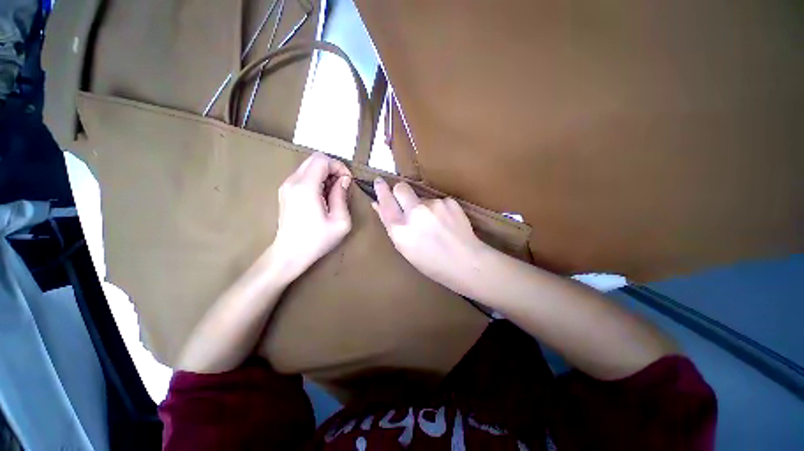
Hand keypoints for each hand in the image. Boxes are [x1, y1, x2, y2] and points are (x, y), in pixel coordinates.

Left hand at [270, 152, 352, 279]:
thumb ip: (342, 196)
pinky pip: (303, 175)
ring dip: (324, 173)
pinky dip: (316, 179)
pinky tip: (322, 196)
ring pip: (308, 166)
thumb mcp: (340, 221)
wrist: (289, 254)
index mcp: (306, 187)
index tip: (347, 181)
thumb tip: (343, 180)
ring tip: (333, 192)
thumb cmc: (317, 240)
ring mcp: (286, 186)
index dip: (339, 166)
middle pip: (314, 158)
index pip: (322, 160)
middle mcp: (293, 181)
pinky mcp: (285, 192)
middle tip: (342, 184)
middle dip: (332, 167)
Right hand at [372, 177, 488, 295]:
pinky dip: (437, 209)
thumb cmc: (431, 263)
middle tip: (405, 201)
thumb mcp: (405, 248)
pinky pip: (437, 200)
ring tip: (433, 223)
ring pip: (421, 196)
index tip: (378, 181)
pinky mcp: (449, 201)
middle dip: (399, 191)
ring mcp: (433, 205)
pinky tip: (445, 222)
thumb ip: (391, 225)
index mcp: (401, 229)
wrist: (467, 263)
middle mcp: (415, 213)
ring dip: (422, 205)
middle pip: (401, 188)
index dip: (381, 190)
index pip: (386, 202)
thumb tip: (378, 204)